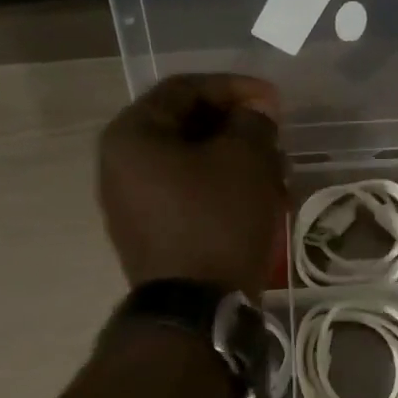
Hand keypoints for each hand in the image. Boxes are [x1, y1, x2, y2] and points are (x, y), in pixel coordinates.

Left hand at [98, 74, 287, 297]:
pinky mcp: (153, 236)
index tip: (275, 102)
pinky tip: (258, 203)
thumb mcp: (246, 160)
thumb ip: (253, 122)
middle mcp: (121, 166)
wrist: (198, 309)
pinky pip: (190, 198)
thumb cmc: (218, 222)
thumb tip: (254, 115)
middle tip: (276, 141)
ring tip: (276, 176)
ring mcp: (133, 205)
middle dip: (239, 131)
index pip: (185, 89)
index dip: (236, 88)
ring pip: (193, 166)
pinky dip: (223, 192)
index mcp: (132, 136)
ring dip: (236, 164)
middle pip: (187, 128)